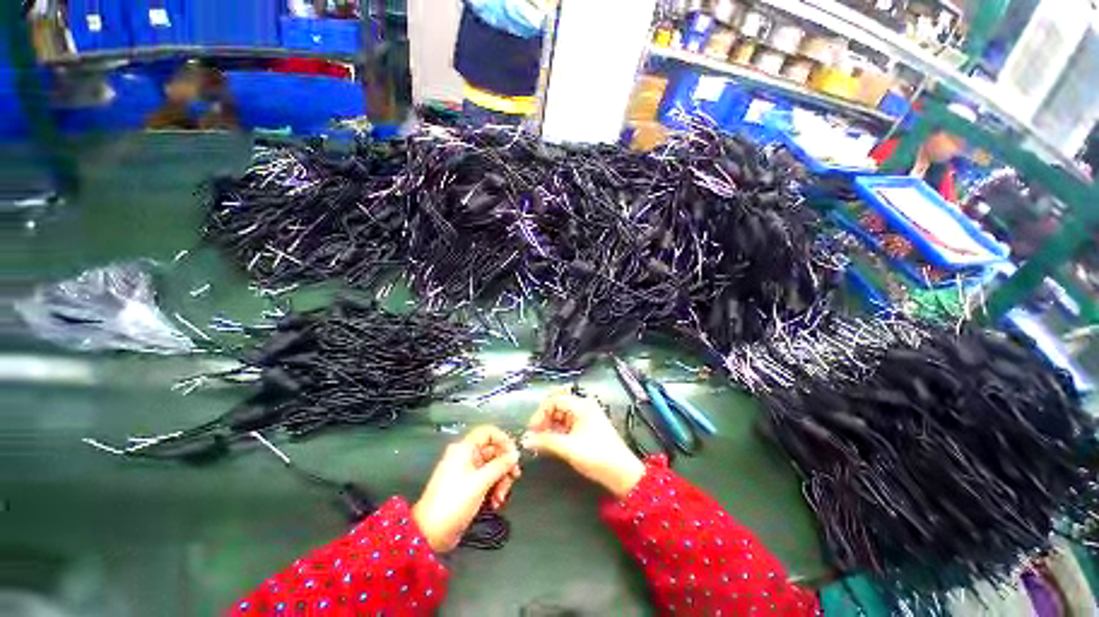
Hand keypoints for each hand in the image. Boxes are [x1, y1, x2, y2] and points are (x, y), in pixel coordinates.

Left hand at [412, 426, 520, 552]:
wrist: (429, 534)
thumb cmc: (454, 502)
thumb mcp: (480, 482)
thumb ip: (500, 465)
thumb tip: (515, 455)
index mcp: (464, 449)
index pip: (488, 432)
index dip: (503, 439)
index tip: (514, 454)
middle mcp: (465, 456)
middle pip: (493, 451)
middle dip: (504, 466)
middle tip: (513, 478)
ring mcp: (466, 472)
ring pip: (492, 467)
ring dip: (500, 481)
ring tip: (500, 498)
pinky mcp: (467, 487)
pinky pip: (486, 480)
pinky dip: (493, 489)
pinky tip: (495, 503)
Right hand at [522, 391, 644, 497]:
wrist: (622, 473)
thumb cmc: (597, 456)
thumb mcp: (568, 447)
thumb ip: (545, 441)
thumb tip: (525, 439)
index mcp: (581, 405)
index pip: (554, 400)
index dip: (540, 413)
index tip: (532, 429)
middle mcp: (584, 407)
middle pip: (557, 406)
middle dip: (544, 419)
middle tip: (534, 436)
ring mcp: (586, 417)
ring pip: (561, 416)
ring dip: (549, 427)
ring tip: (541, 442)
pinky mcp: (587, 428)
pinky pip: (567, 425)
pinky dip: (557, 432)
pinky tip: (551, 443)